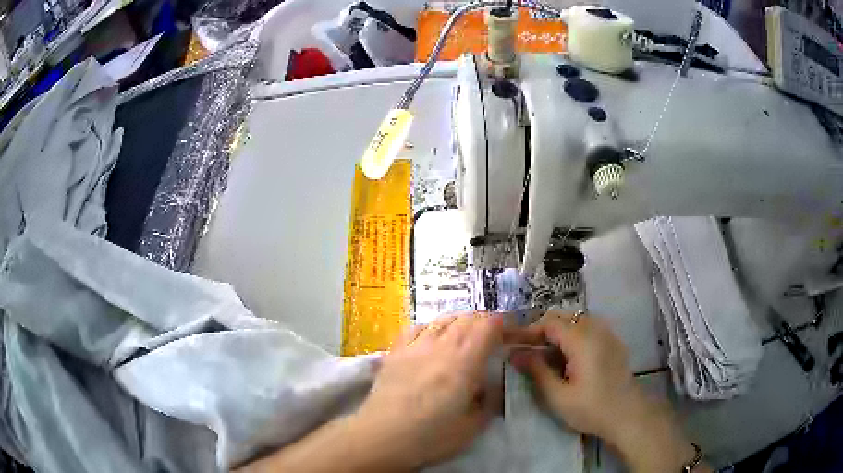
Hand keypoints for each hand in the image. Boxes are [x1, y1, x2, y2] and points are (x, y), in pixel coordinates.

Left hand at [349, 313, 502, 470]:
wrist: (382, 437)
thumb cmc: (430, 436)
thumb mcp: (473, 426)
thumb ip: (489, 401)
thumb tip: (492, 384)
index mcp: (464, 362)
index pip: (488, 325)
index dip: (504, 324)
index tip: (511, 333)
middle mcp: (441, 346)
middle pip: (467, 317)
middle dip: (485, 322)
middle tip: (492, 337)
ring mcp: (415, 346)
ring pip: (443, 319)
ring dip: (461, 322)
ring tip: (466, 335)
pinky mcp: (395, 351)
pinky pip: (417, 326)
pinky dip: (433, 326)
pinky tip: (433, 337)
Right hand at [507, 312, 710, 472]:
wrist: (627, 415)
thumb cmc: (591, 408)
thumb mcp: (558, 395)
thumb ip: (536, 371)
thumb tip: (515, 354)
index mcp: (582, 339)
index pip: (549, 323)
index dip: (528, 331)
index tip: (510, 343)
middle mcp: (596, 329)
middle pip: (563, 318)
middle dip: (540, 330)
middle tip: (523, 349)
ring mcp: (607, 334)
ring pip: (575, 322)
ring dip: (556, 333)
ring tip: (541, 354)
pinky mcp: (612, 342)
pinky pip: (588, 329)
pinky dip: (571, 337)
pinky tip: (565, 357)